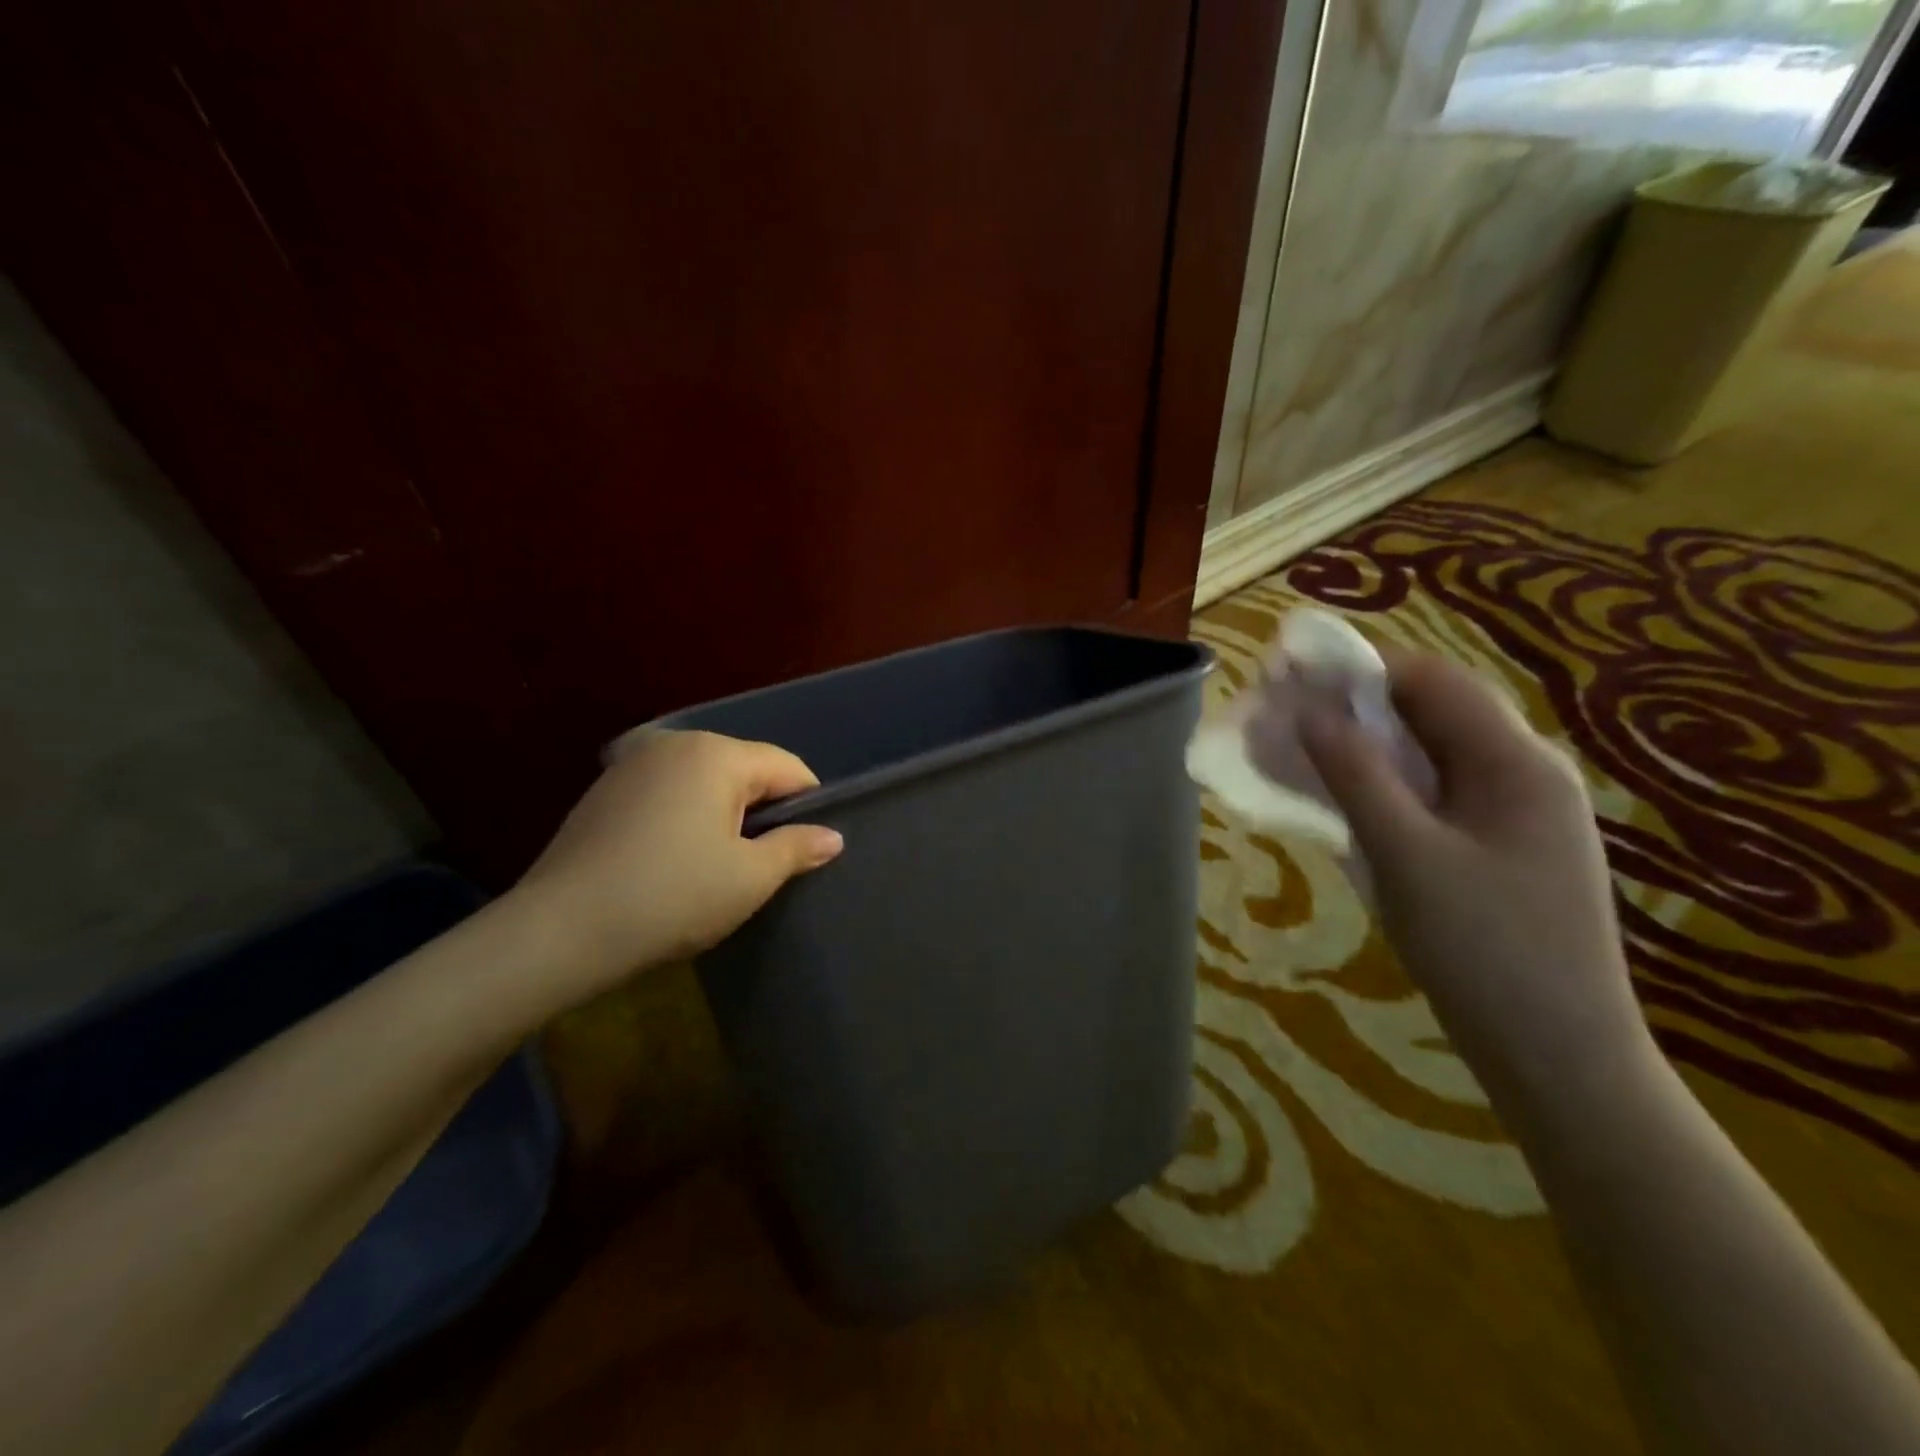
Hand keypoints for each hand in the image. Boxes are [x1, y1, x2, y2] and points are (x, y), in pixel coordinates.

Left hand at [502, 730, 842, 1012]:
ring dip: (723, 815)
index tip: (808, 848)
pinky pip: (668, 793)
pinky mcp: (604, 791)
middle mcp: (674, 744)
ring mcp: (632, 764)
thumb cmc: (671, 898)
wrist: (558, 933)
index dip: (808, 805)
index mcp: (715, 754)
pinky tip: (675, 859)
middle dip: (763, 811)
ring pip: (705, 782)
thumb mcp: (749, 878)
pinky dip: (685, 817)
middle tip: (764, 863)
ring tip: (720, 865)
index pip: (787, 767)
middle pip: (745, 769)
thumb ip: (797, 848)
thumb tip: (832, 837)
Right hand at [1300, 652, 1652, 1105]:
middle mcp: (1521, 774)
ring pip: (1423, 756)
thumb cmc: (1486, 952)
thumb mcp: (1407, 856)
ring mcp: (1509, 814)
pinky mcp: (1492, 848)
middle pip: (1427, 714)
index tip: (1286, 672)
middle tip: (1278, 714)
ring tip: (1291, 750)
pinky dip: (1376, 785)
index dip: (1357, 667)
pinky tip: (1335, 799)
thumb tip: (1307, 710)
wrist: (1560, 1060)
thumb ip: (1355, 776)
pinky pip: (1427, 795)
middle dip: (1349, 706)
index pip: (1430, 681)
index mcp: (1517, 763)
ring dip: (1358, 746)